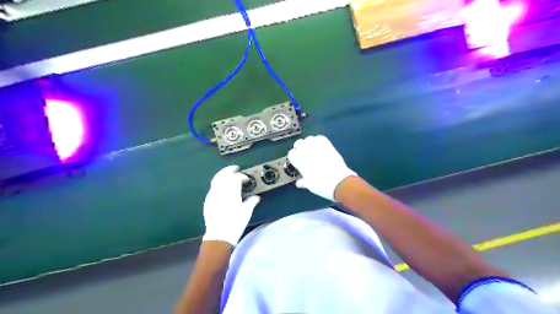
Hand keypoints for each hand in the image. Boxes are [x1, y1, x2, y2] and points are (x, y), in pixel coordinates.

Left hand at [203, 165, 261, 246]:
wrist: (219, 236)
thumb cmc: (235, 223)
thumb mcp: (246, 212)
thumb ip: (251, 201)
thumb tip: (255, 197)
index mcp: (231, 192)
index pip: (236, 178)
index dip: (242, 176)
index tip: (247, 179)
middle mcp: (220, 191)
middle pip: (224, 175)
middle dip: (230, 170)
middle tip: (236, 168)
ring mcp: (212, 195)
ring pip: (216, 179)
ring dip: (222, 175)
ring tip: (228, 174)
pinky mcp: (208, 201)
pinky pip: (213, 187)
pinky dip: (218, 183)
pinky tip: (222, 187)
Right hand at [288, 134, 352, 200]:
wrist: (339, 182)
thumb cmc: (321, 185)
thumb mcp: (309, 185)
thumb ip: (302, 181)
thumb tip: (298, 182)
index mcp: (300, 161)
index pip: (291, 153)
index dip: (293, 157)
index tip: (296, 162)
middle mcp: (307, 151)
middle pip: (298, 143)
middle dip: (299, 148)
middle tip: (303, 155)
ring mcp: (318, 147)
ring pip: (309, 139)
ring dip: (308, 143)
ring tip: (311, 149)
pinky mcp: (328, 145)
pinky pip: (320, 138)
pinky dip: (318, 141)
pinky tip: (319, 146)